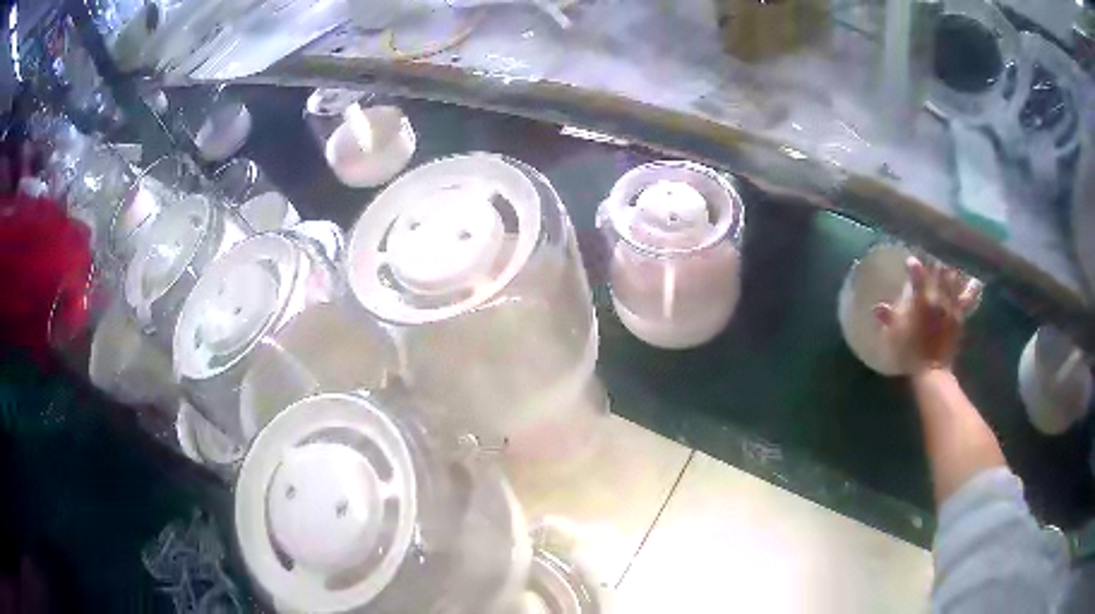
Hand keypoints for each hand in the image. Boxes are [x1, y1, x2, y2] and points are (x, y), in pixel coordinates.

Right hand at [873, 257, 981, 374]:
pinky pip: (967, 298)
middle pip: (939, 273)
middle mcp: (938, 299)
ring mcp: (951, 307)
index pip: (917, 275)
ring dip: (952, 271)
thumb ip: (888, 318)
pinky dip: (970, 288)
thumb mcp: (895, 336)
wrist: (933, 373)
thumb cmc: (911, 353)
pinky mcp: (960, 317)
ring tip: (951, 265)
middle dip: (936, 264)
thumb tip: (877, 307)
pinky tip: (973, 281)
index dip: (914, 266)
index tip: (910, 260)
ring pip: (954, 281)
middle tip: (933, 259)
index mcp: (921, 301)